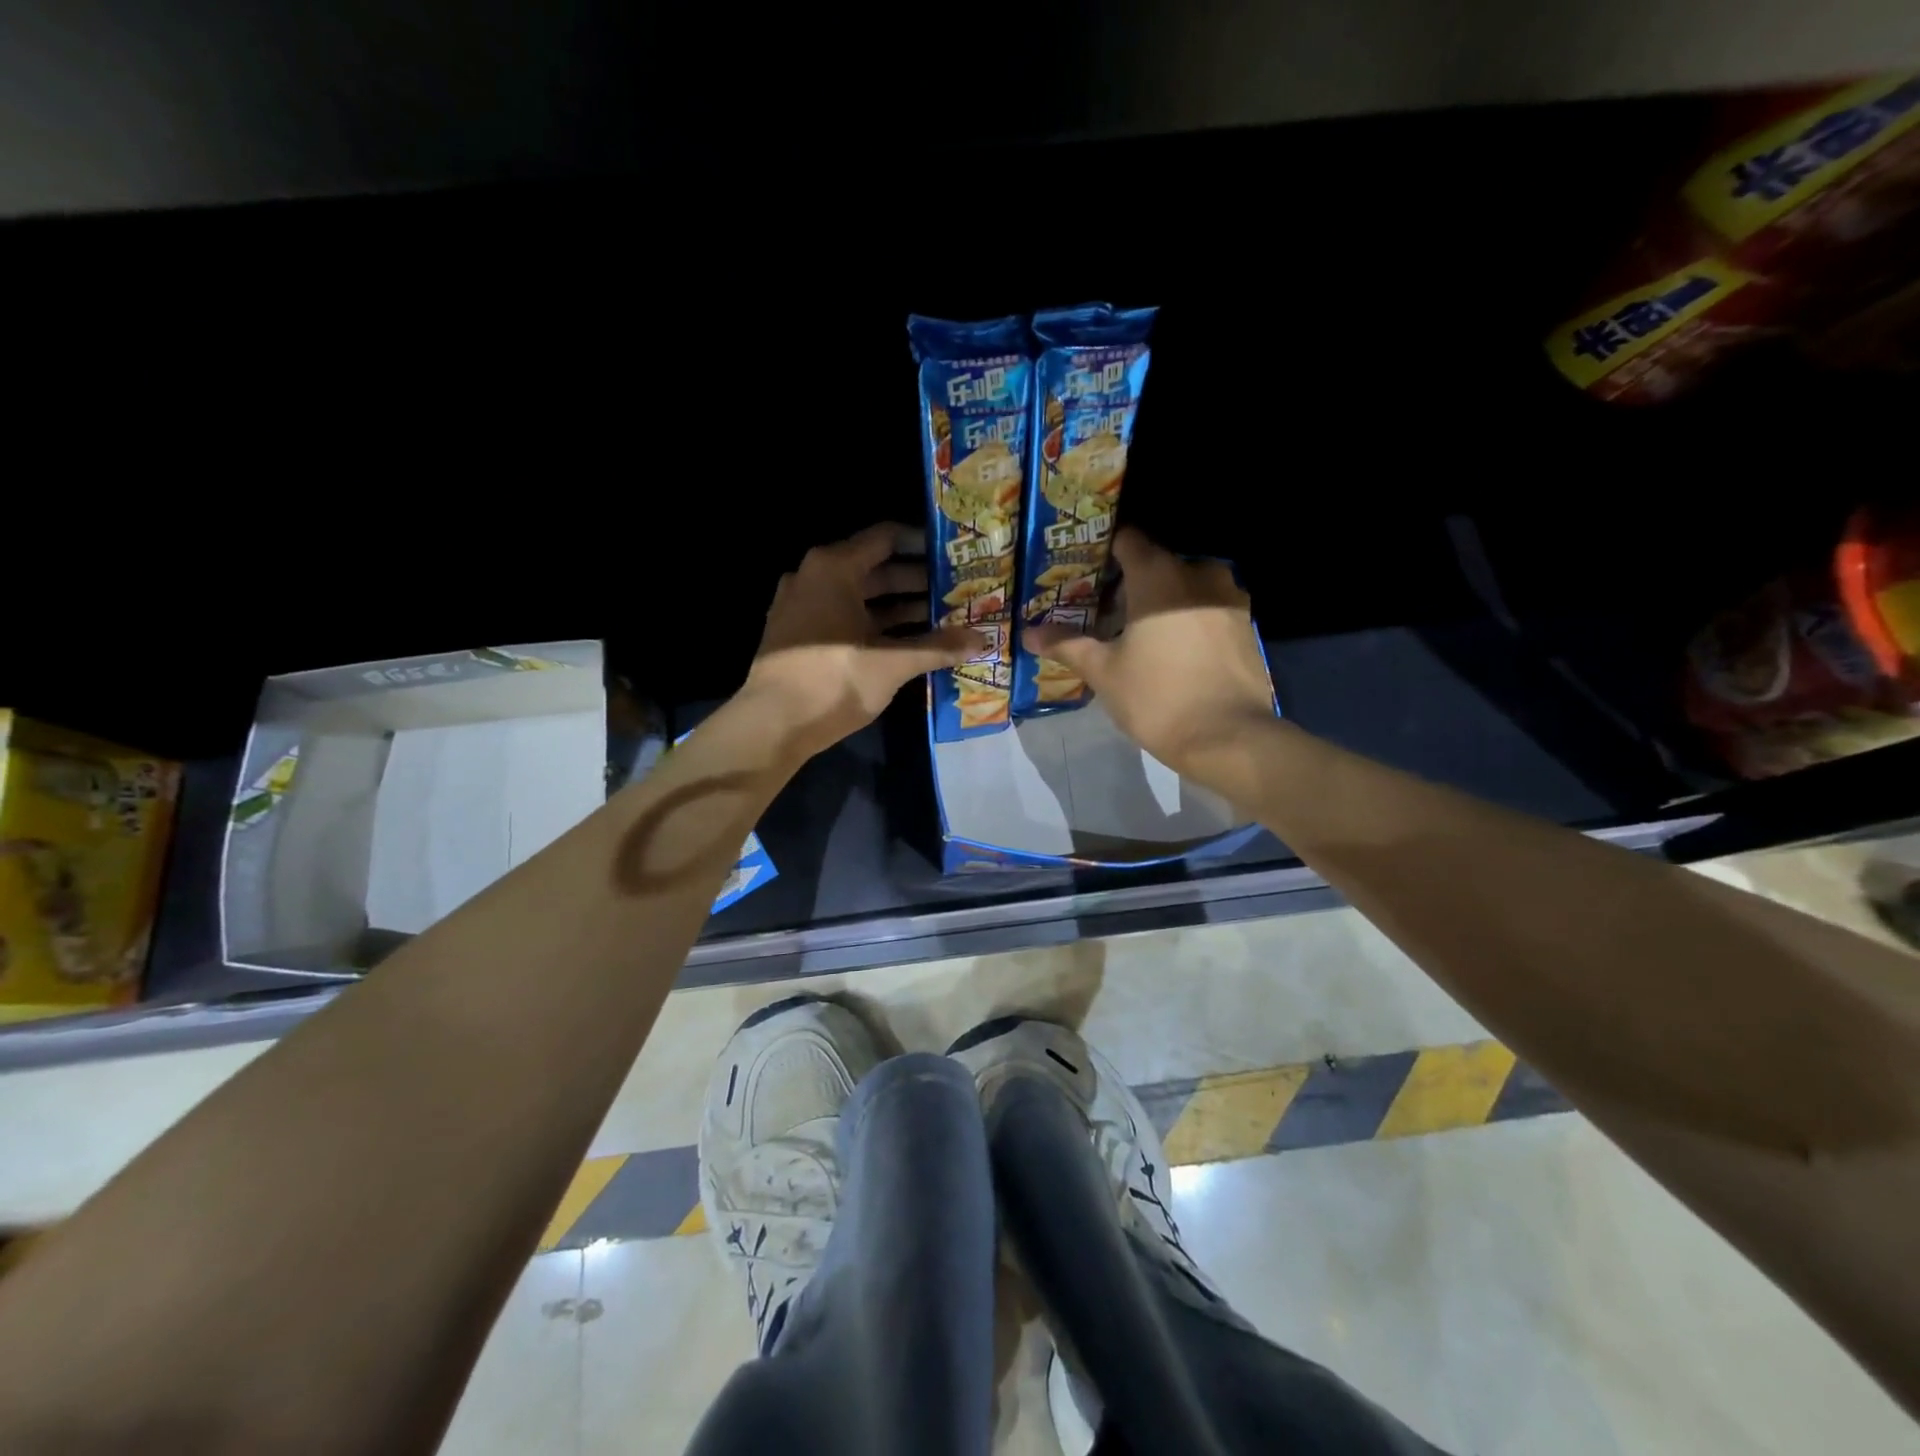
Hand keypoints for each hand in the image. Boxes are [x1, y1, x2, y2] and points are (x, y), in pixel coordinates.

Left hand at [742, 523, 985, 758]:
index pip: (886, 538)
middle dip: (917, 581)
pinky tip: (907, 643)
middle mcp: (814, 577)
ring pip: (860, 597)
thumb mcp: (892, 663)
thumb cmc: (833, 680)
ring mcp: (803, 607)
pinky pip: (844, 618)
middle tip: (957, 592)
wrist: (772, 724)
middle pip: (874, 568)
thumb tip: (982, 640)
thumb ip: (938, 647)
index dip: (922, 544)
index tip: (953, 555)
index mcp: (834, 568)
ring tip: (942, 619)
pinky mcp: (799, 636)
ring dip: (899, 607)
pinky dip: (875, 625)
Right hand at [1025, 527, 1275, 782]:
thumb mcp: (1104, 672)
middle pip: (1156, 563)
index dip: (1102, 550)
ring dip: (1163, 600)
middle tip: (1103, 608)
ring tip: (1138, 630)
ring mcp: (1229, 596)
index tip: (1083, 570)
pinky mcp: (1247, 624)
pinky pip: (1208, 607)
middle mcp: (1198, 572)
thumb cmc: (1157, 697)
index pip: (1127, 539)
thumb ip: (1067, 645)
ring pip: (1186, 585)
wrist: (1229, 737)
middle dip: (1130, 581)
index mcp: (1159, 575)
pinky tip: (1172, 647)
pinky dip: (1189, 617)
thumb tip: (1029, 634)